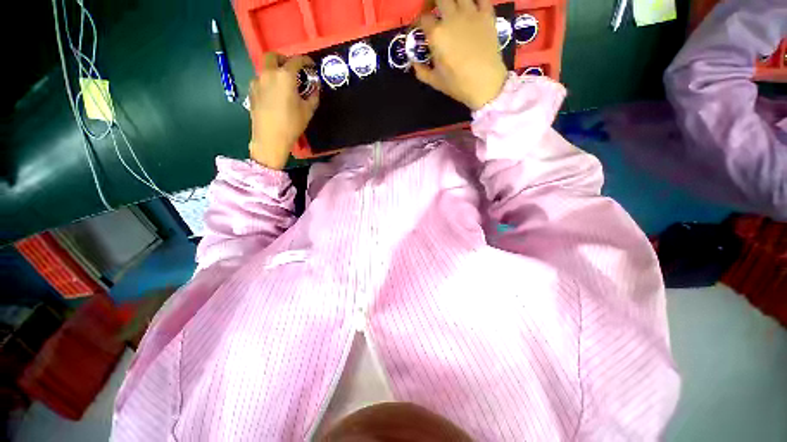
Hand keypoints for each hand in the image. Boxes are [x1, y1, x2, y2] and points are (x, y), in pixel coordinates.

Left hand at [249, 53, 319, 169]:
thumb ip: (313, 96)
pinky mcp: (251, 91)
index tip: (310, 65)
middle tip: (292, 70)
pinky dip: (268, 82)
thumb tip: (315, 89)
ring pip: (265, 68)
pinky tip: (274, 95)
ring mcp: (257, 81)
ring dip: (275, 72)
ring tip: (284, 86)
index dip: (305, 61)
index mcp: (285, 76)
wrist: (270, 138)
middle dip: (283, 59)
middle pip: (273, 56)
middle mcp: (269, 73)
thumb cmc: (292, 124)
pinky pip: (261, 80)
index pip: (296, 60)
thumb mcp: (308, 111)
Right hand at [413, 0, 507, 110]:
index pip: (423, 18)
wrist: (485, 84)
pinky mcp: (487, 15)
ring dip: (452, 0)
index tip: (419, 27)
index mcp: (437, 34)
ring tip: (452, 7)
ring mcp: (471, 13)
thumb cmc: (457, 84)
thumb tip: (414, 62)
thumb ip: (421, 70)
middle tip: (433, 9)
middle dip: (432, 2)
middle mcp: (452, 18)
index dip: (419, 21)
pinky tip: (471, 5)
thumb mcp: (434, 81)